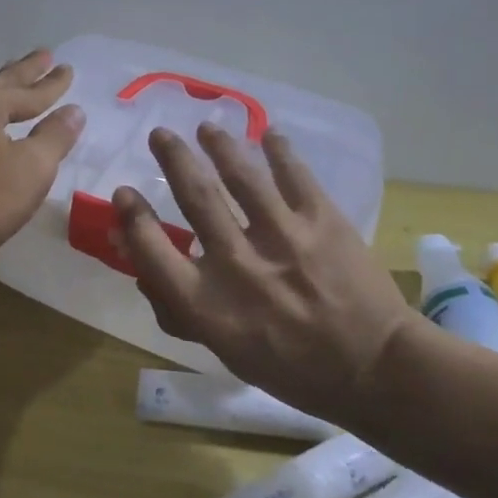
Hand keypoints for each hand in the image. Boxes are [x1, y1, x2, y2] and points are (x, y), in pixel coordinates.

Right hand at [114, 123, 413, 423]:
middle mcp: (238, 263)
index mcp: (207, 304)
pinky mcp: (323, 220)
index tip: (124, 192)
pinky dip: (279, 150)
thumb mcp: (224, 350)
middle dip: (173, 159)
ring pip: (241, 176)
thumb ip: (179, 310)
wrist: (374, 369)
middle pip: (195, 197)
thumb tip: (141, 271)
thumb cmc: (291, 368)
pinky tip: (268, 134)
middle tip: (160, 134)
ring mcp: (283, 237)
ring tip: (207, 128)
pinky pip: (294, 175)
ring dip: (219, 145)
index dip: (132, 216)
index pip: (151, 249)